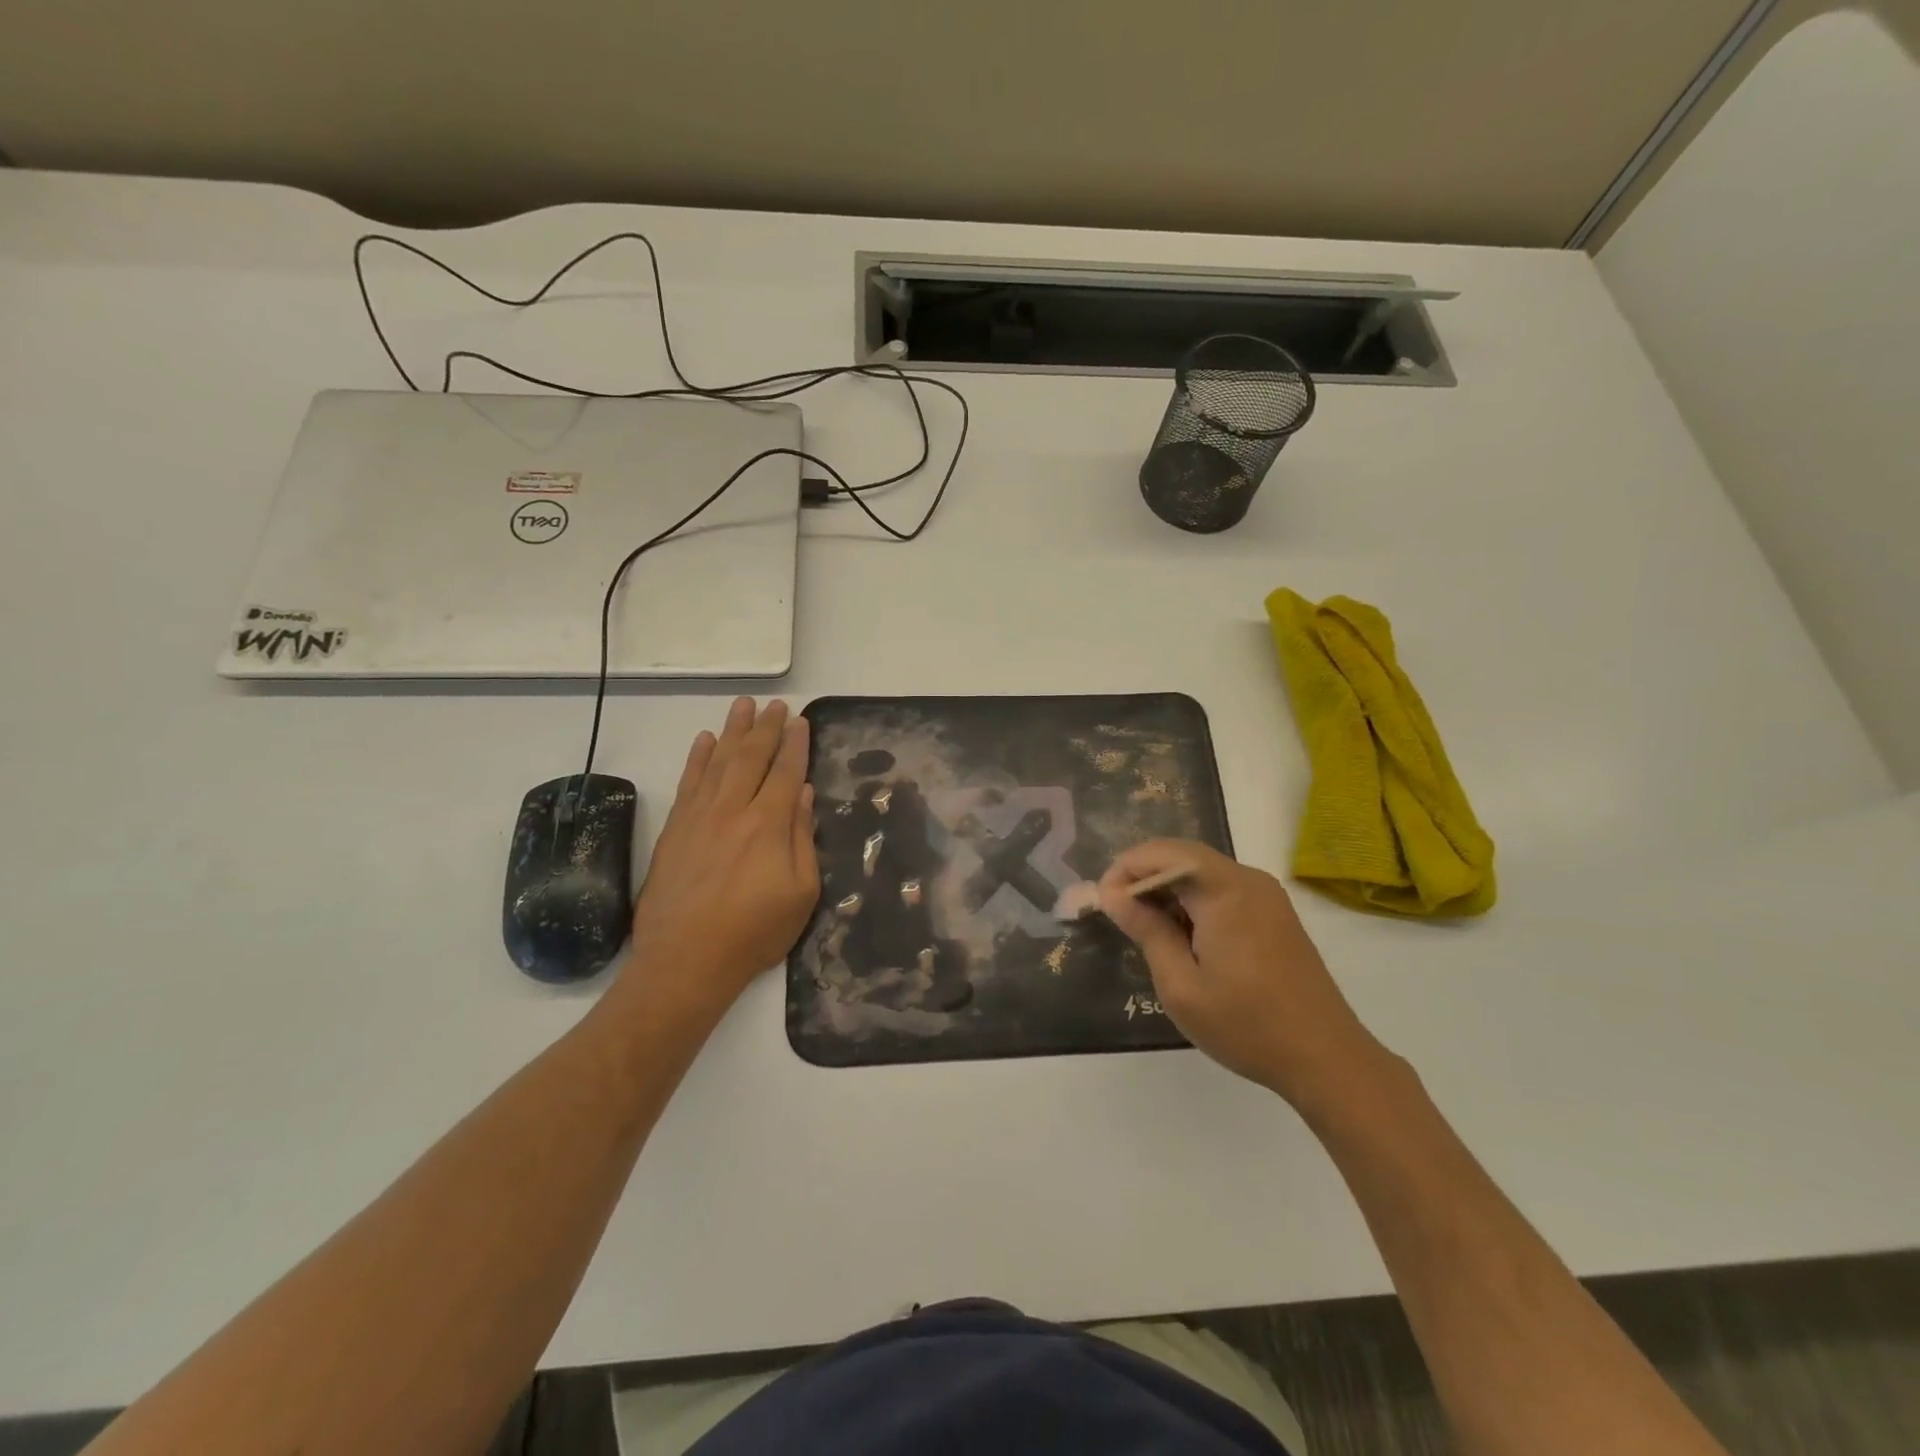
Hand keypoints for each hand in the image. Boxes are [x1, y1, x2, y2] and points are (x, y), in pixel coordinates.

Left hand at [620, 698, 818, 1027]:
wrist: (685, 961)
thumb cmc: (754, 932)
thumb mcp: (801, 893)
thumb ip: (803, 838)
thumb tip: (802, 794)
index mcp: (769, 825)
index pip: (785, 772)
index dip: (794, 744)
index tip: (800, 721)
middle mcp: (732, 810)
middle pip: (751, 757)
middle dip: (765, 728)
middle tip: (775, 705)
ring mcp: (699, 817)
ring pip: (718, 761)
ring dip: (732, 731)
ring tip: (743, 706)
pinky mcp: (674, 829)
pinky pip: (688, 782)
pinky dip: (697, 758)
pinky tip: (705, 741)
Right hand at [1098, 840, 1386, 1111]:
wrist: (1326, 1058)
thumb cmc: (1246, 1024)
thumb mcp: (1181, 984)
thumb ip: (1146, 930)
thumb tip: (1113, 893)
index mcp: (1225, 890)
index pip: (1163, 853)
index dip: (1125, 869)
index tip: (1102, 903)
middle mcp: (1248, 879)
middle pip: (1182, 856)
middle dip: (1143, 876)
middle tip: (1117, 913)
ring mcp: (1266, 895)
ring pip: (1201, 871)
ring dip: (1167, 888)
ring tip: (1143, 926)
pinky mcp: (1274, 913)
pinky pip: (1222, 888)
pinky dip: (1192, 899)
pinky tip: (1181, 934)